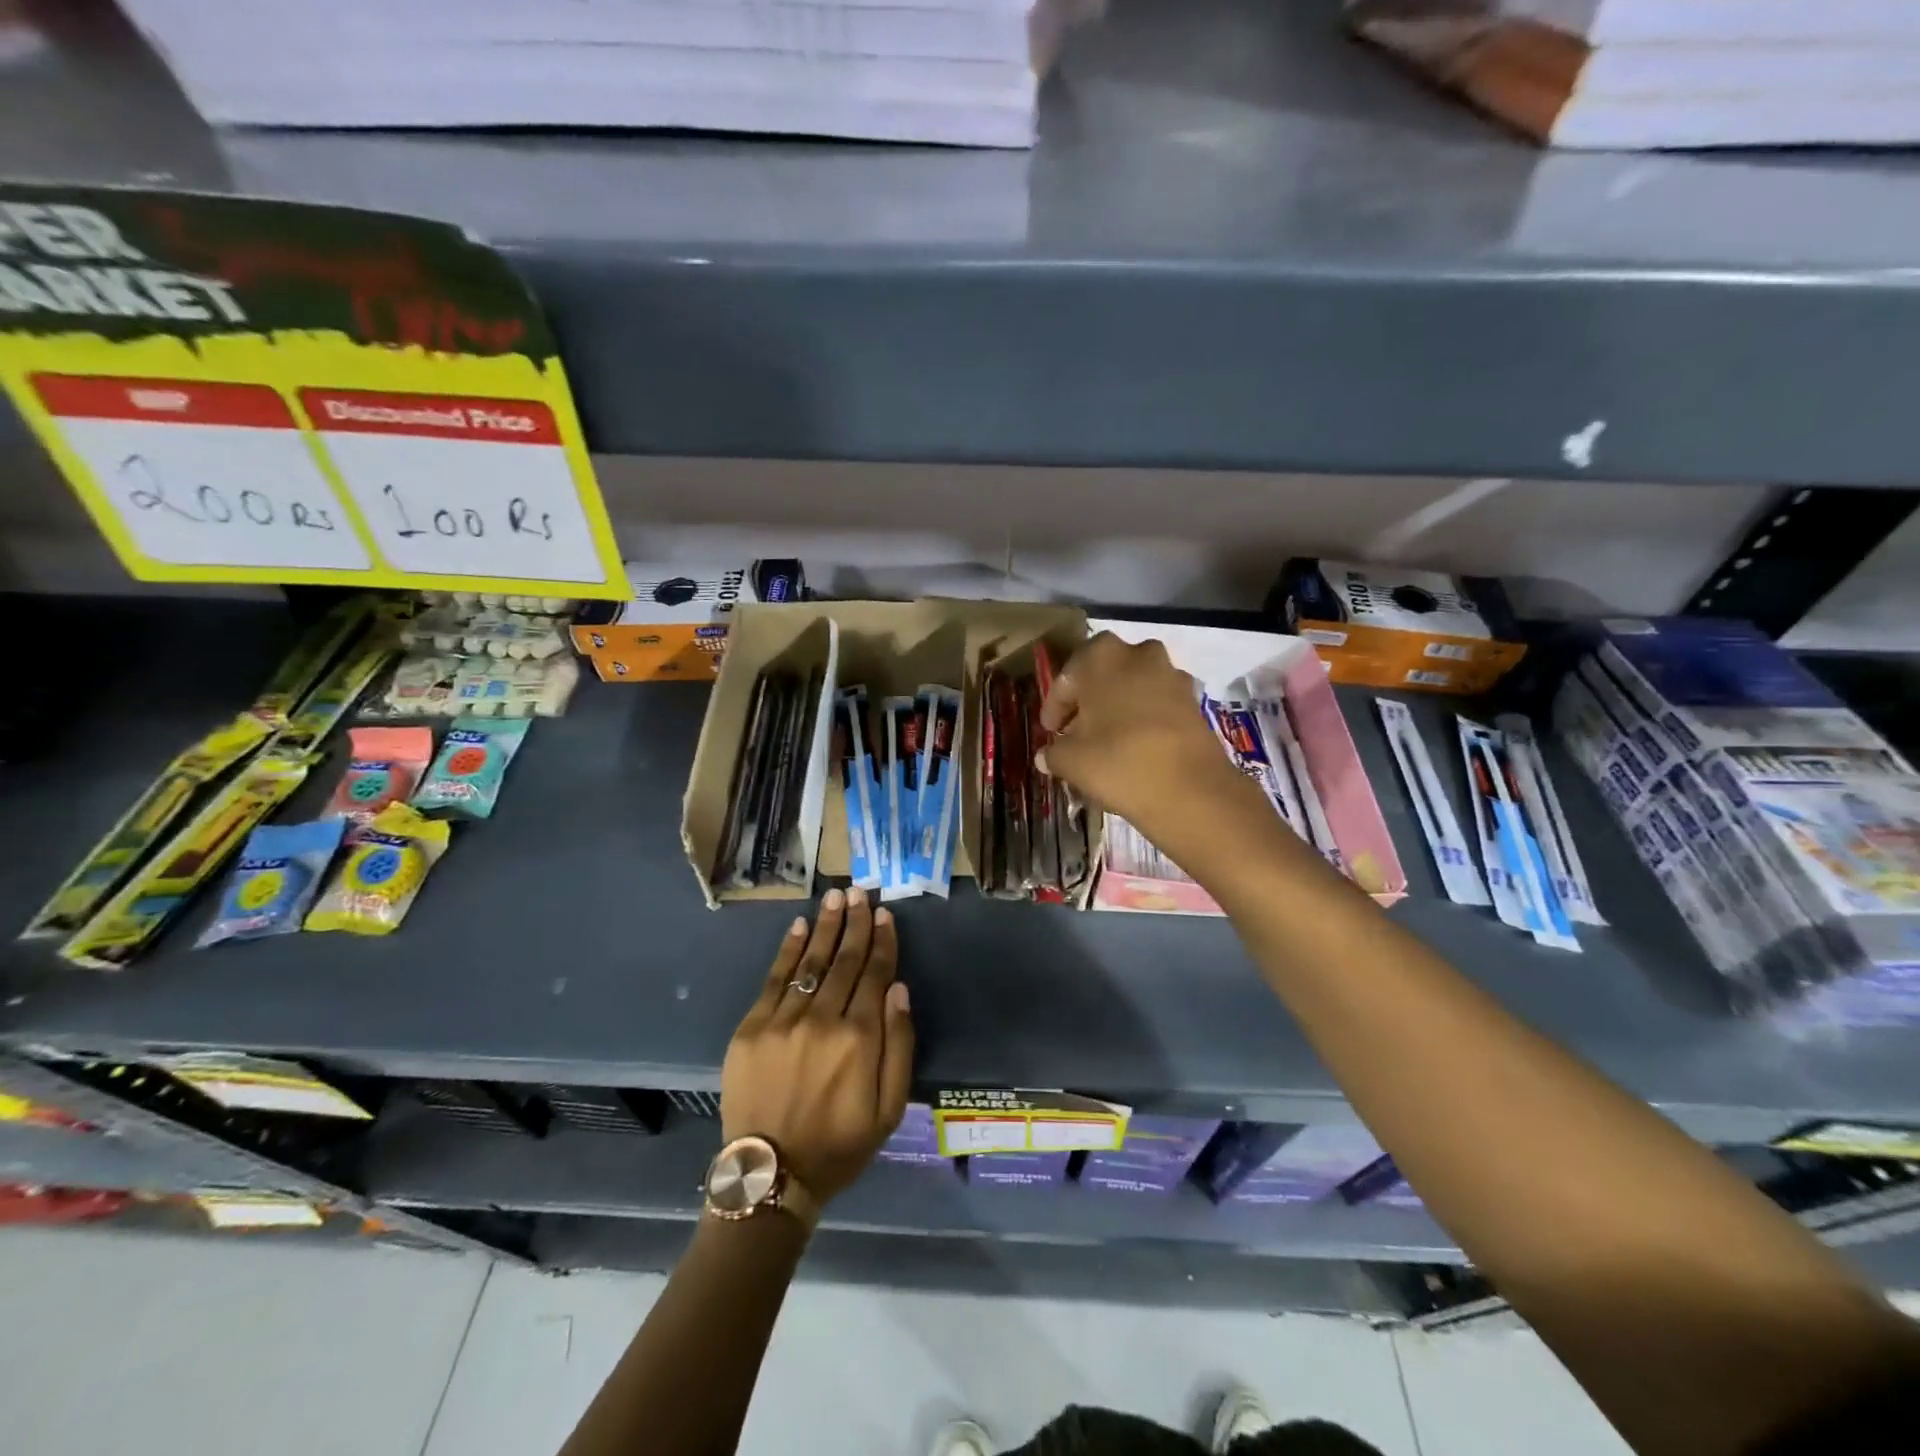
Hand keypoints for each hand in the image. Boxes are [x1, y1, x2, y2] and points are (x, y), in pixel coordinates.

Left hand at [720, 887, 913, 1206]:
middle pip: (844, 960)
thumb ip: (899, 1046)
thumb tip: (898, 989)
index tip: (885, 914)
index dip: (882, 942)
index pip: (875, 975)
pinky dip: (788, 950)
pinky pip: (774, 979)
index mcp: (859, 1039)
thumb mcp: (888, 1109)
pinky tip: (799, 926)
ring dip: (825, 926)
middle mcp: (823, 1020)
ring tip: (836, 897)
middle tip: (861, 892)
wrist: (771, 1177)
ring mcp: (783, 1021)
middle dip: (855, 924)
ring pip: (811, 962)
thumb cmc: (839, 1145)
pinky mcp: (751, 1028)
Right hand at [1038, 632, 1267, 843]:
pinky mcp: (1193, 699)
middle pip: (1102, 676)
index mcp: (1101, 656)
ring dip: (1117, 708)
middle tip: (1075, 732)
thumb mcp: (1070, 761)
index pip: (1066, 680)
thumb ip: (1053, 752)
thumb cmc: (1118, 762)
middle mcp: (1138, 653)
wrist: (1191, 789)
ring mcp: (1171, 674)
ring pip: (1132, 687)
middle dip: (1088, 702)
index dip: (1054, 708)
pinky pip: (1156, 703)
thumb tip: (1045, 756)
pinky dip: (1142, 719)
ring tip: (1105, 741)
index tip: (1049, 731)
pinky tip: (1134, 747)